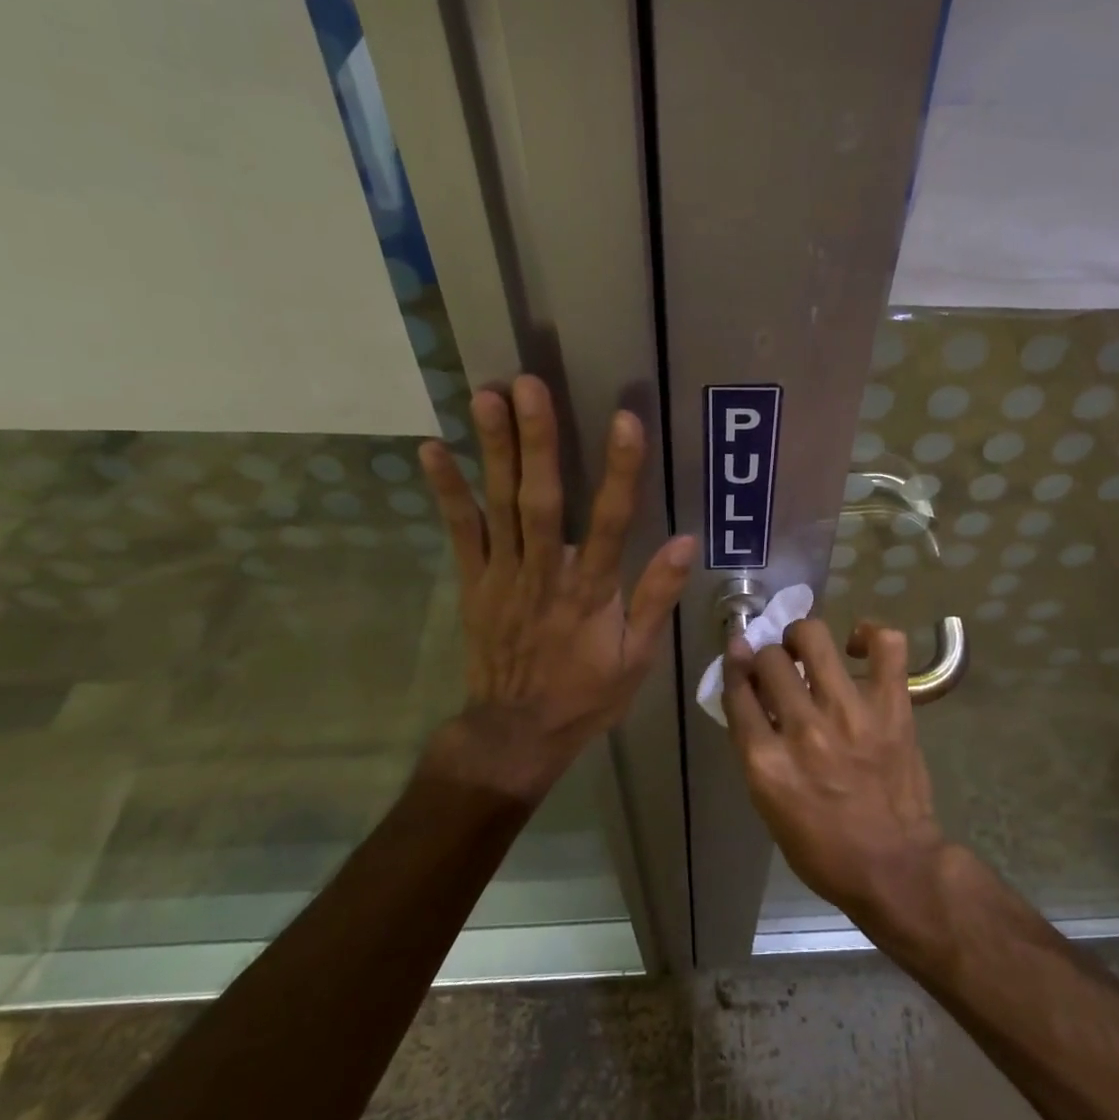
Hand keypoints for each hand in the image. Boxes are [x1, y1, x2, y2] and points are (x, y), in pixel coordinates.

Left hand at [419, 375, 694, 799]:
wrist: (515, 734)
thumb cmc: (586, 694)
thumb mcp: (637, 657)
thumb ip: (656, 597)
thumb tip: (685, 541)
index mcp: (591, 591)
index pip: (612, 522)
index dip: (620, 470)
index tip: (624, 420)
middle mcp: (545, 574)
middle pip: (542, 500)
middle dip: (537, 441)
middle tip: (527, 385)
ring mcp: (503, 576)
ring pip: (499, 506)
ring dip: (493, 450)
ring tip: (485, 396)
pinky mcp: (473, 583)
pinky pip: (460, 532)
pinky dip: (447, 491)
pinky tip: (432, 450)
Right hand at [722, 617, 949, 929]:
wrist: (895, 867)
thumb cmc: (824, 848)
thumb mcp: (770, 805)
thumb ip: (756, 748)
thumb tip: (751, 694)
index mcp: (765, 762)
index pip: (736, 690)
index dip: (735, 666)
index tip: (740, 655)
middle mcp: (802, 729)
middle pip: (769, 659)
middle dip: (768, 657)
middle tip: (781, 668)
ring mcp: (849, 713)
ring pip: (813, 638)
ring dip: (802, 638)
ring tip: (809, 650)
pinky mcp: (891, 706)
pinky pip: (885, 646)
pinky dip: (870, 635)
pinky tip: (858, 647)